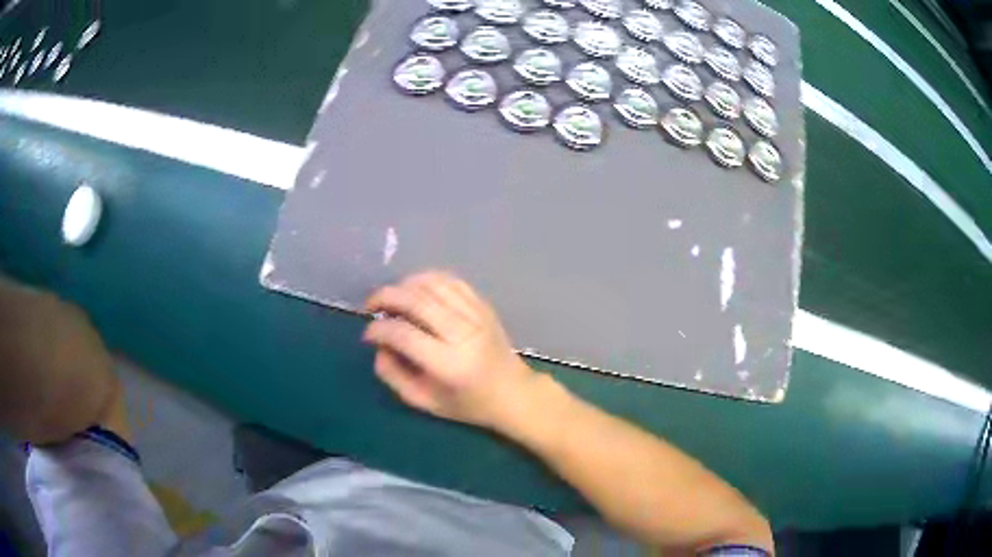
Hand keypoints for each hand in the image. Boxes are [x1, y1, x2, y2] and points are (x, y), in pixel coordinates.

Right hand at [363, 271, 539, 428]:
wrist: (513, 393)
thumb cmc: (467, 404)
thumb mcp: (425, 402)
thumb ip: (394, 375)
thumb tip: (378, 345)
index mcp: (449, 365)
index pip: (403, 334)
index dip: (378, 330)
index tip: (367, 333)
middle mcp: (463, 334)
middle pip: (416, 300)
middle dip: (385, 297)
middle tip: (371, 306)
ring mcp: (476, 315)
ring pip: (432, 284)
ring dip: (404, 285)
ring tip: (392, 298)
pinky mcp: (484, 305)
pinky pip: (451, 281)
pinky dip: (427, 279)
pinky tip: (415, 290)